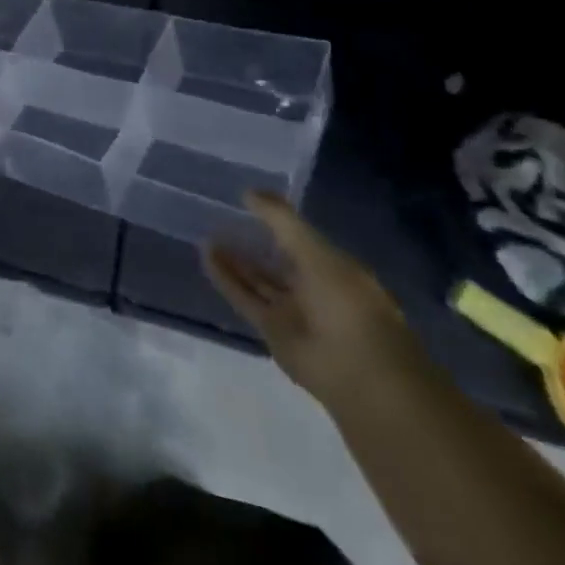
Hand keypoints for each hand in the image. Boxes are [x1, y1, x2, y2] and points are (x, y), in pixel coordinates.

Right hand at [203, 191, 419, 411]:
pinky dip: (225, 279)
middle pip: (277, 262)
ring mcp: (293, 312)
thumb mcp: (316, 252)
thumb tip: (249, 192)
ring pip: (258, 280)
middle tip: (222, 220)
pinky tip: (206, 256)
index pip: (302, 241)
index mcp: (336, 270)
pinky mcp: (271, 331)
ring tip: (207, 236)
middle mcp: (315, 290)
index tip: (248, 202)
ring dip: (234, 261)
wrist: (358, 372)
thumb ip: (282, 221)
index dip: (277, 223)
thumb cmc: (347, 304)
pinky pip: (244, 298)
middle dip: (252, 243)